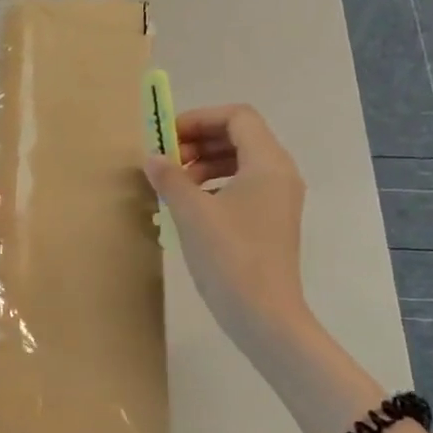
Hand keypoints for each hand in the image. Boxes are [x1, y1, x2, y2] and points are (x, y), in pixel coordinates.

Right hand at [145, 104, 310, 364]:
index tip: (167, 137)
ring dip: (204, 163)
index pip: (237, 117)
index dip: (199, 119)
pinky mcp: (271, 221)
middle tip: (166, 160)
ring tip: (174, 184)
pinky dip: (215, 185)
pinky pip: (242, 186)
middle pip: (239, 136)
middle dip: (199, 141)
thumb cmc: (230, 257)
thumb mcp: (192, 213)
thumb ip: (170, 178)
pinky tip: (190, 206)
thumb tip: (153, 158)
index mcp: (268, 163)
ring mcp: (278, 199)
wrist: (264, 315)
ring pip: (240, 162)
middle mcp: (279, 174)